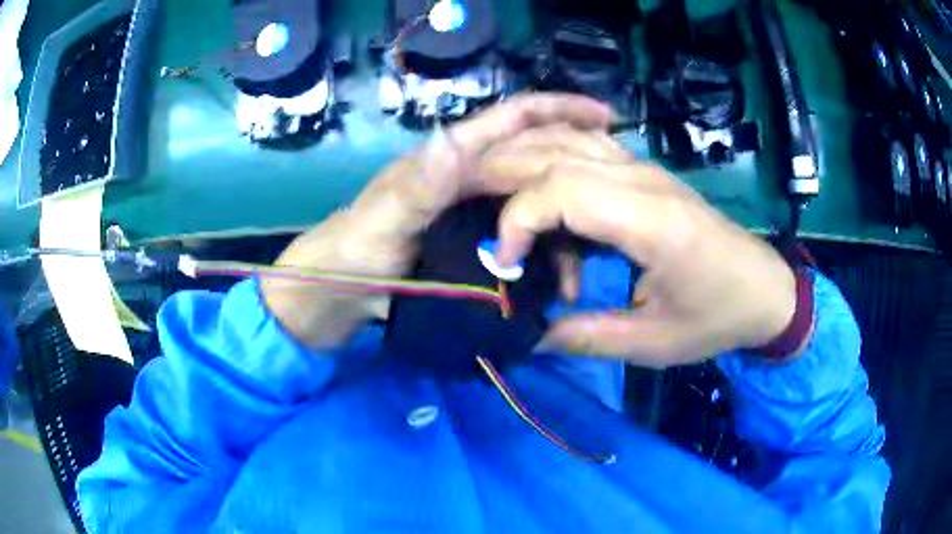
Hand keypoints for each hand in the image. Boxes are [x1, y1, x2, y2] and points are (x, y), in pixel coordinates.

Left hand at [261, 94, 611, 348]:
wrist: (334, 298)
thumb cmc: (350, 253)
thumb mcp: (380, 221)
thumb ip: (417, 187)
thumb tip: (458, 141)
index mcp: (451, 161)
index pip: (513, 121)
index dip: (559, 110)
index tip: (605, 119)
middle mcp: (468, 180)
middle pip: (535, 163)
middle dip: (576, 176)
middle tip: (615, 205)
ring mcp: (473, 216)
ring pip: (533, 208)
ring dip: (564, 231)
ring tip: (588, 267)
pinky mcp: (474, 247)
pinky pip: (522, 243)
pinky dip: (545, 257)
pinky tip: (561, 280)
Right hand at [478, 126, 795, 367]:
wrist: (764, 288)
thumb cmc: (718, 317)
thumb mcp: (653, 344)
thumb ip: (586, 338)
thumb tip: (529, 334)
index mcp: (651, 222)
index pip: (561, 189)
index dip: (517, 220)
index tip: (508, 265)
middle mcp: (644, 180)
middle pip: (555, 151)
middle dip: (501, 177)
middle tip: (474, 219)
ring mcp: (645, 168)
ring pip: (567, 137)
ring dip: (522, 158)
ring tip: (497, 199)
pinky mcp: (646, 172)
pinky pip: (587, 144)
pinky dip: (551, 154)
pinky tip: (541, 184)